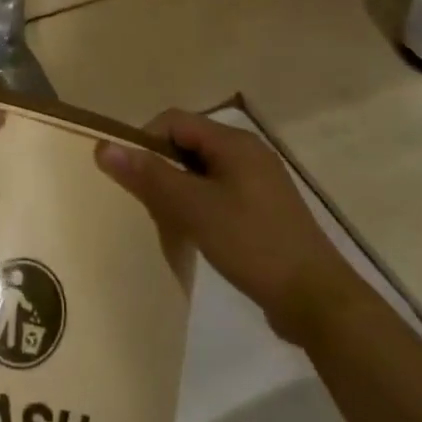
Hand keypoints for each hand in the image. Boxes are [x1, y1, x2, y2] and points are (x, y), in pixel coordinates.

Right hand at [95, 110, 349, 337]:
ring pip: (202, 170)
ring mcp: (259, 182)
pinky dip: (199, 205)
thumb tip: (104, 146)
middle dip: (160, 166)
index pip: (174, 120)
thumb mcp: (194, 208)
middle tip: (144, 201)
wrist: (317, 300)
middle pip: (188, 143)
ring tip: (164, 220)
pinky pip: (219, 192)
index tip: (128, 175)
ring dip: (178, 189)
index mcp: (234, 143)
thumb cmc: (252, 244)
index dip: (144, 139)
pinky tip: (194, 234)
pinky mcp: (264, 210)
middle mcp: (248, 153)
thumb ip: (149, 175)